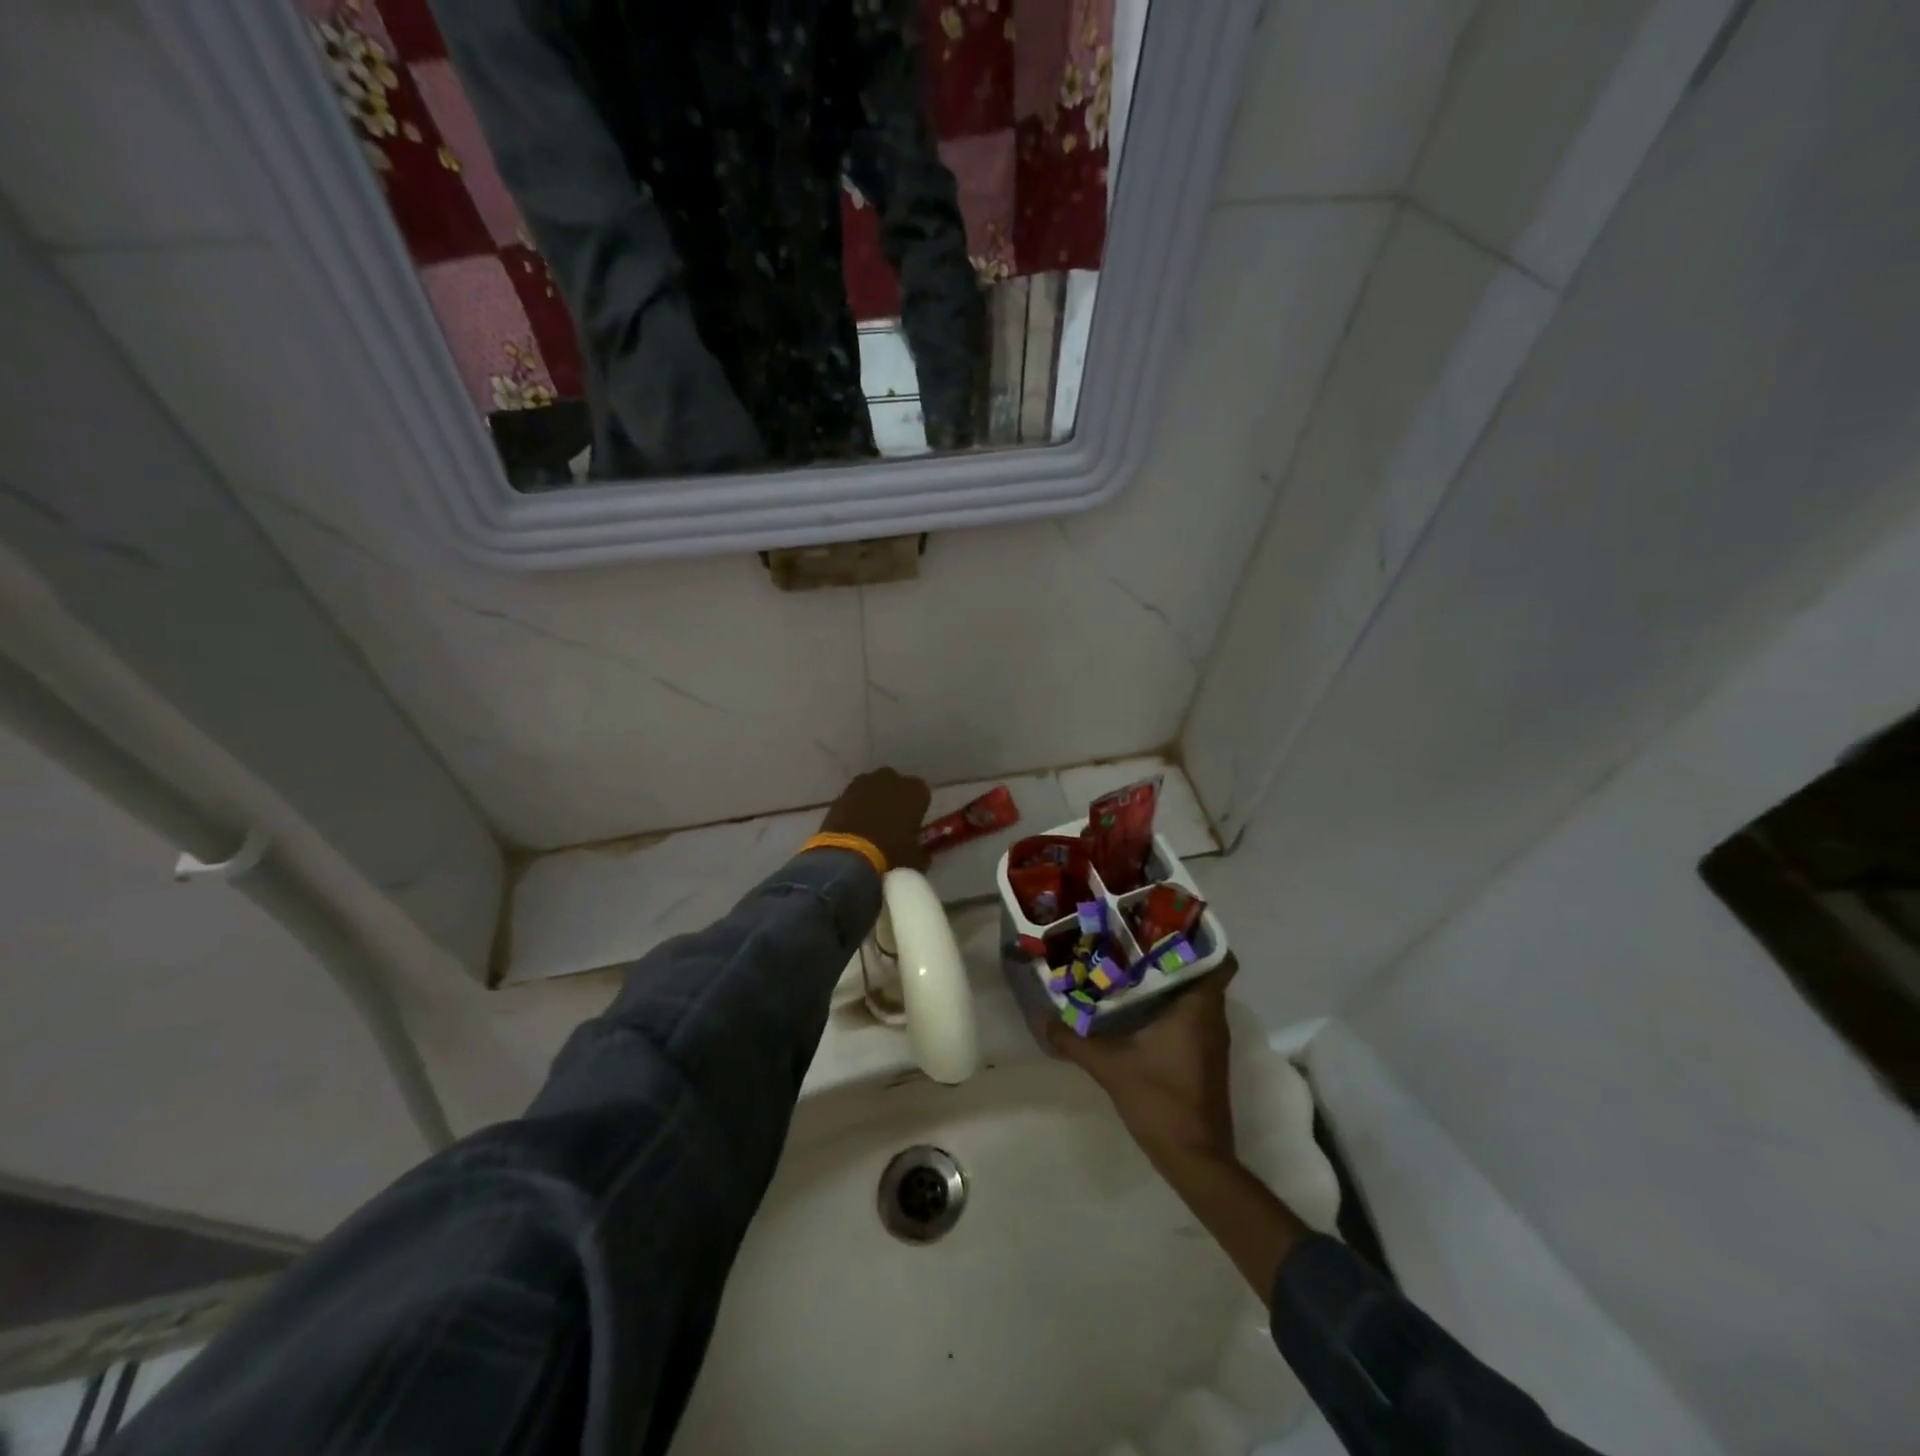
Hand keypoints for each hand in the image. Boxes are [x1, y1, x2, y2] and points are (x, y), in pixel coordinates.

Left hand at [819, 768, 932, 873]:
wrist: (848, 855)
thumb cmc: (891, 854)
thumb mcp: (914, 859)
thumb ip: (919, 852)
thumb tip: (920, 855)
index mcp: (915, 791)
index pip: (922, 793)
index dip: (917, 808)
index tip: (913, 823)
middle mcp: (891, 779)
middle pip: (896, 784)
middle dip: (894, 798)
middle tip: (892, 821)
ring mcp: (864, 783)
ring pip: (873, 787)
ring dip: (873, 800)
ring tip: (870, 822)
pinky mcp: (842, 793)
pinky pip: (854, 797)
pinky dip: (855, 807)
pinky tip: (853, 825)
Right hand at [1047, 957, 1239, 1173]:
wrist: (1196, 1159)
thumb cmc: (1161, 1101)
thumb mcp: (1110, 1067)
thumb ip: (1075, 1040)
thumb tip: (1043, 1018)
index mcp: (1198, 1009)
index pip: (1219, 960)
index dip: (1201, 938)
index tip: (1169, 923)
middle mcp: (1212, 1019)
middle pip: (1203, 973)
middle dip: (1174, 954)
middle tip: (1137, 938)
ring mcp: (1211, 1042)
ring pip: (1197, 996)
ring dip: (1172, 981)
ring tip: (1133, 965)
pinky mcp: (1205, 1060)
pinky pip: (1193, 1017)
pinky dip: (1172, 1006)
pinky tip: (1139, 1008)